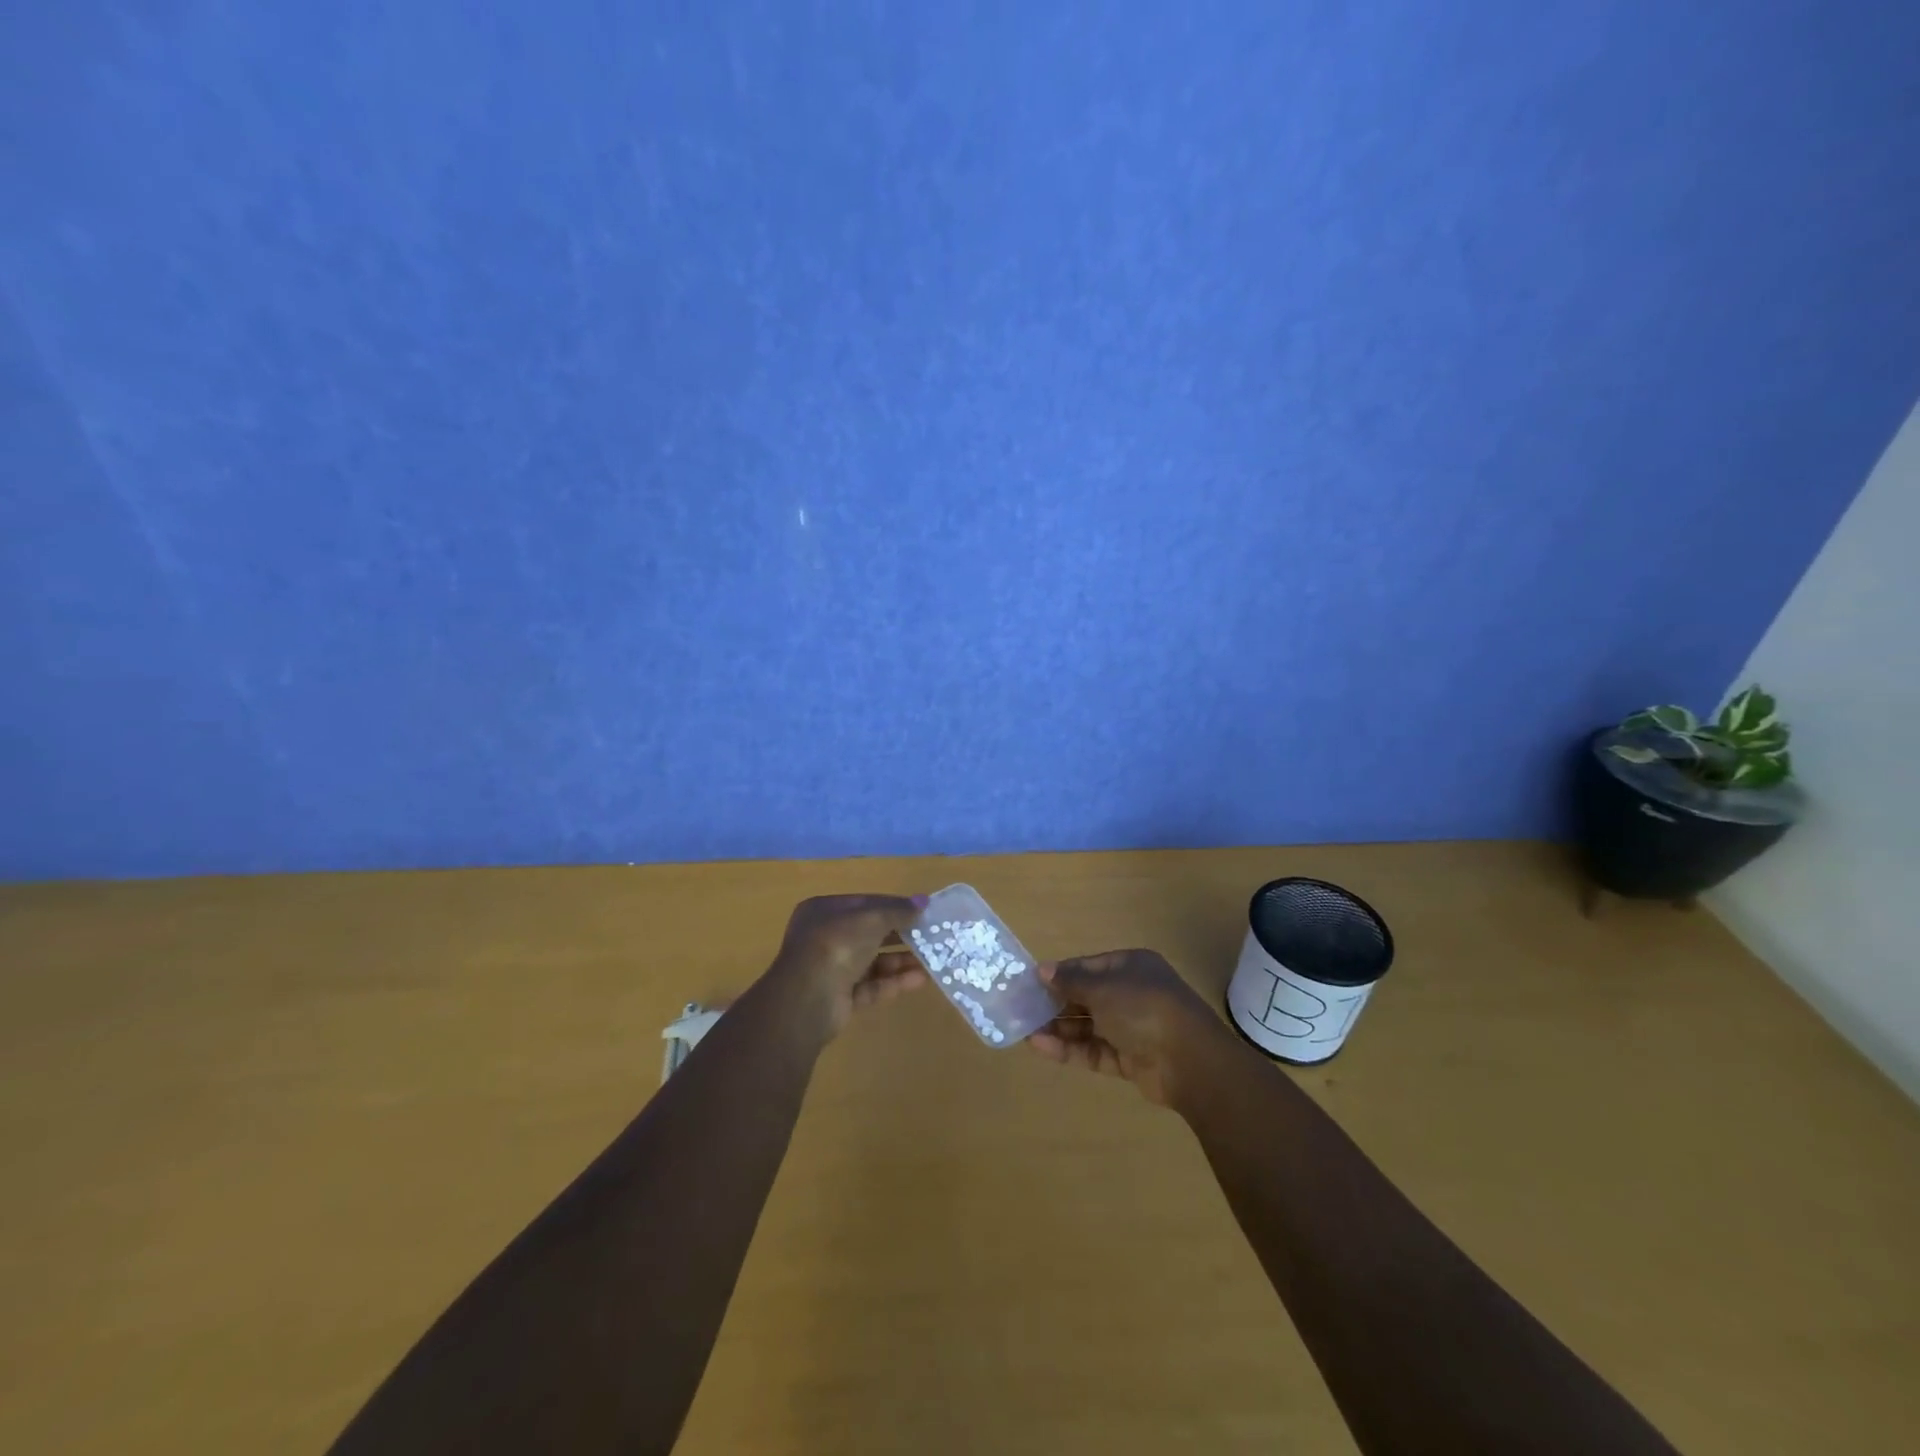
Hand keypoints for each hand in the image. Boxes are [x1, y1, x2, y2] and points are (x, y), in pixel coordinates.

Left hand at [764, 893, 928, 1037]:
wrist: (808, 998)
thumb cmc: (837, 943)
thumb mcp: (871, 918)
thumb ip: (898, 910)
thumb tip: (923, 902)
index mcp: (824, 911)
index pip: (864, 904)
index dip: (893, 906)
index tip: (921, 911)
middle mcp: (825, 938)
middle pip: (869, 934)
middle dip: (900, 935)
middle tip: (930, 936)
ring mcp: (831, 969)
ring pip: (872, 962)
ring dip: (901, 960)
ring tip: (932, 959)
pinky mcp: (840, 998)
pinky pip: (871, 986)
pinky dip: (894, 982)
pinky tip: (921, 979)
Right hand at [1027, 949, 1228, 1106]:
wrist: (1190, 1061)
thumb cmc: (1144, 1008)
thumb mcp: (1102, 988)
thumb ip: (1070, 981)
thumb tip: (1041, 970)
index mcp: (1130, 966)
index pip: (1087, 967)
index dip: (1059, 974)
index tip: (1030, 982)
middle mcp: (1131, 993)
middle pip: (1086, 996)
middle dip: (1056, 1003)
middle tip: (1022, 1009)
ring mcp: (1131, 1027)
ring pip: (1088, 1025)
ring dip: (1059, 1028)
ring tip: (1025, 1031)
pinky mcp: (1129, 1058)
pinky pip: (1094, 1050)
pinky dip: (1070, 1049)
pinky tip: (1040, 1047)